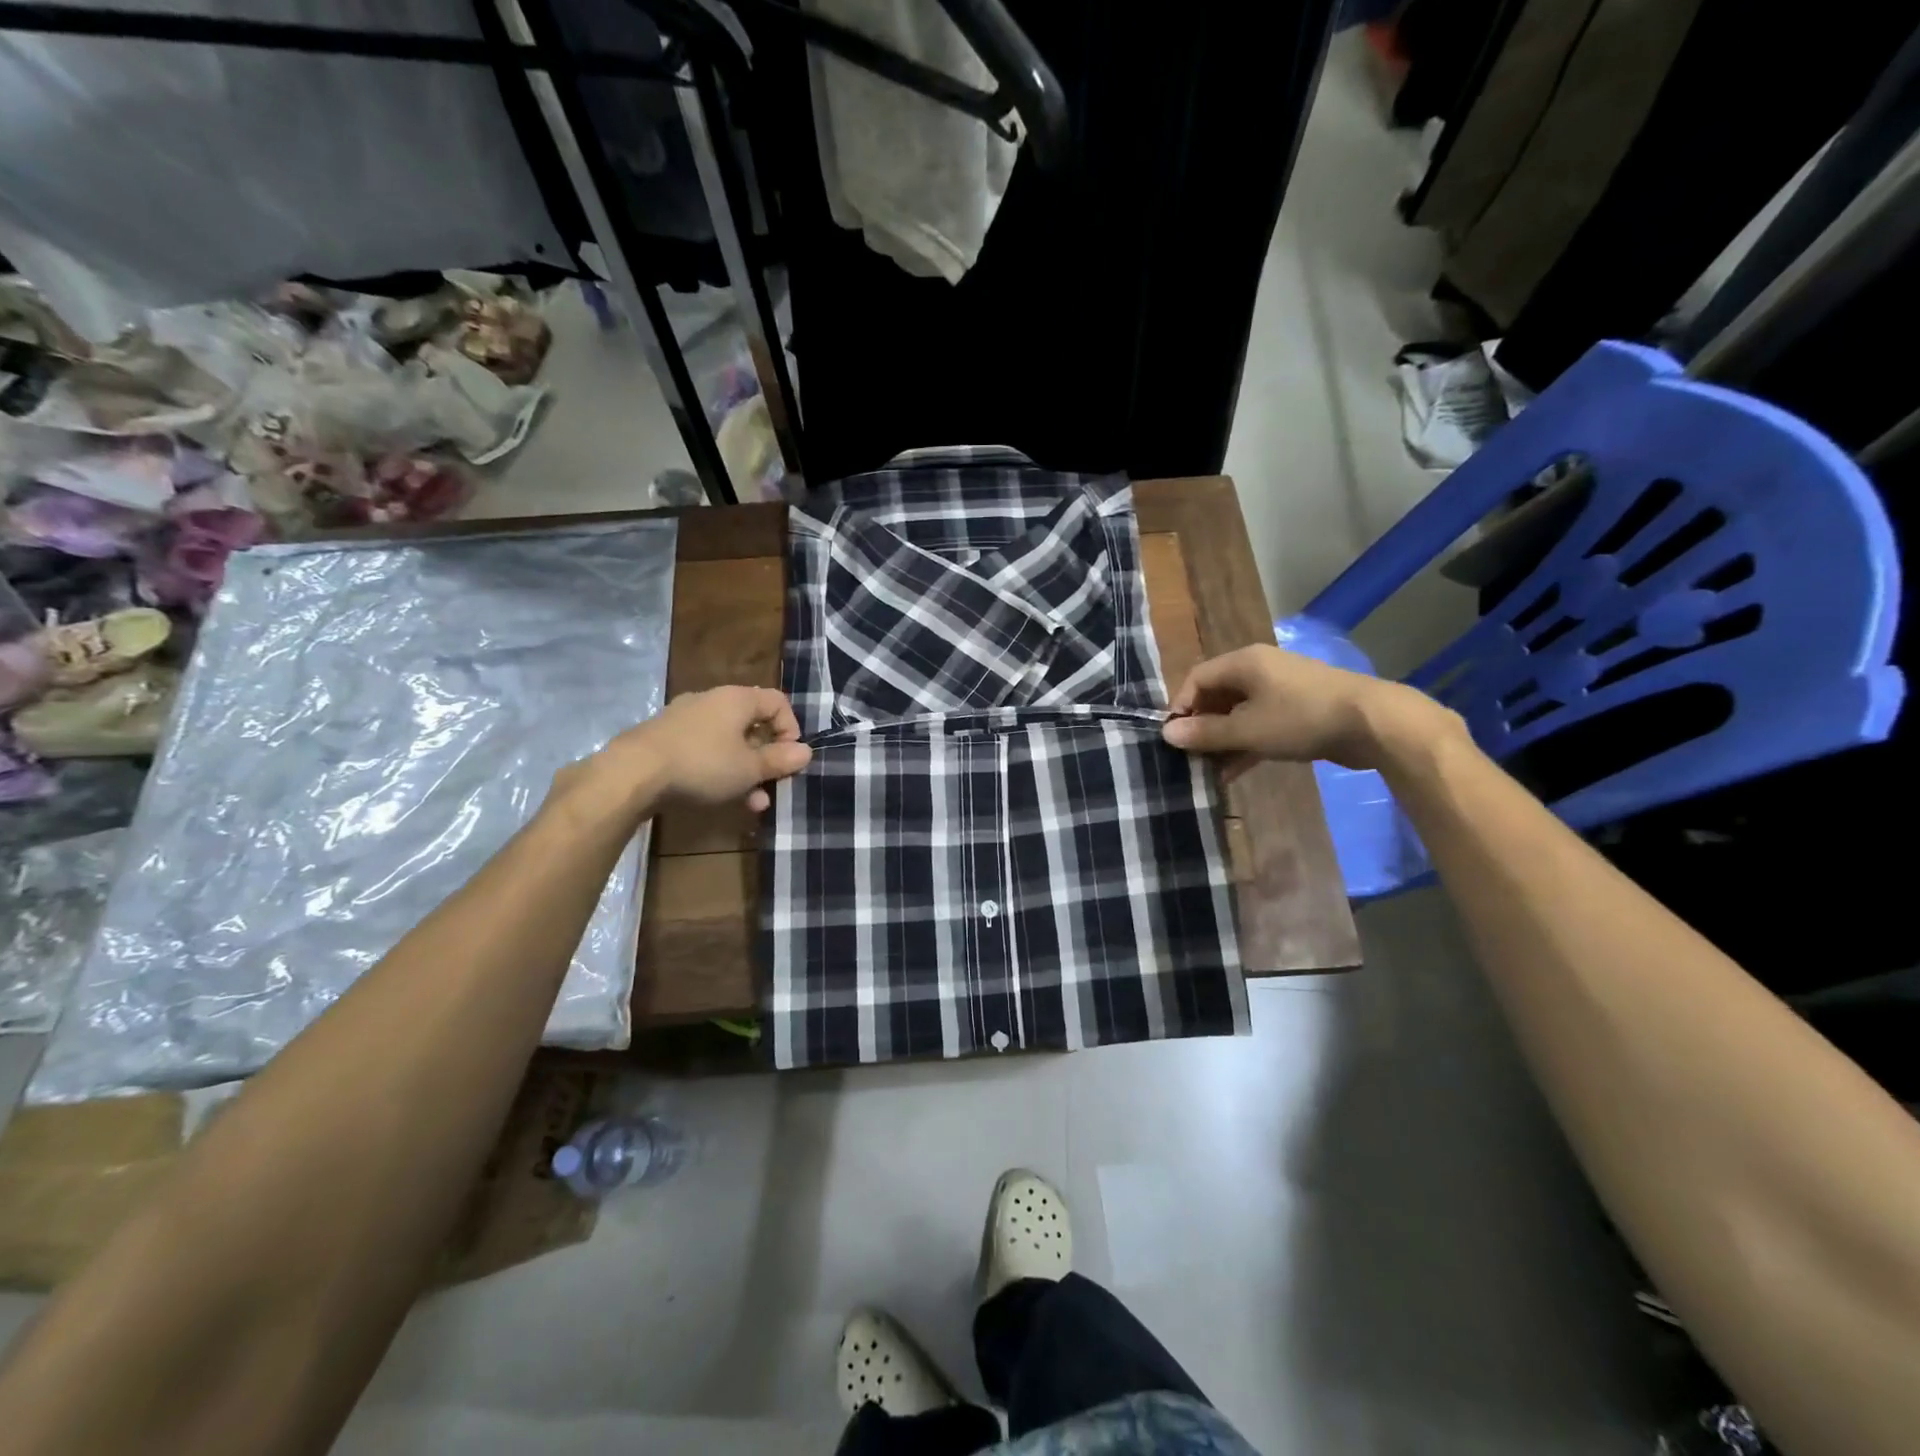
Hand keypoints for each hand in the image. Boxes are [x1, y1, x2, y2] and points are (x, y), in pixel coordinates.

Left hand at [583, 686, 812, 812]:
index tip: (789, 759)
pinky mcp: (666, 739)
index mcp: (737, 699)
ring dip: (745, 771)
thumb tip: (805, 752)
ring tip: (751, 803)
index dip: (791, 729)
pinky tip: (719, 797)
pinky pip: (704, 750)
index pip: (778, 702)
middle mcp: (712, 701)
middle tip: (772, 785)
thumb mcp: (749, 769)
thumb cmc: (702, 765)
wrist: (632, 774)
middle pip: (753, 725)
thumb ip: (780, 760)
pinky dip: (718, 770)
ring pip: (728, 742)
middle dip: (767, 759)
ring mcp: (685, 719)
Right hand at [1161, 645, 1458, 771]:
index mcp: (1243, 662)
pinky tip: (1233, 772)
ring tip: (1208, 771)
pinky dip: (1245, 744)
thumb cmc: (1300, 718)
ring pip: (1238, 713)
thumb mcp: (1246, 729)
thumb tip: (1167, 733)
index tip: (1173, 739)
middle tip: (1189, 757)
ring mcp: (1280, 690)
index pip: (1196, 678)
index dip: (1180, 707)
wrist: (1371, 722)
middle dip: (1201, 727)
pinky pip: (1259, 724)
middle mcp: (1259, 670)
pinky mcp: (1297, 710)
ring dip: (1222, 741)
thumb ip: (1205, 733)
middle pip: (1216, 696)